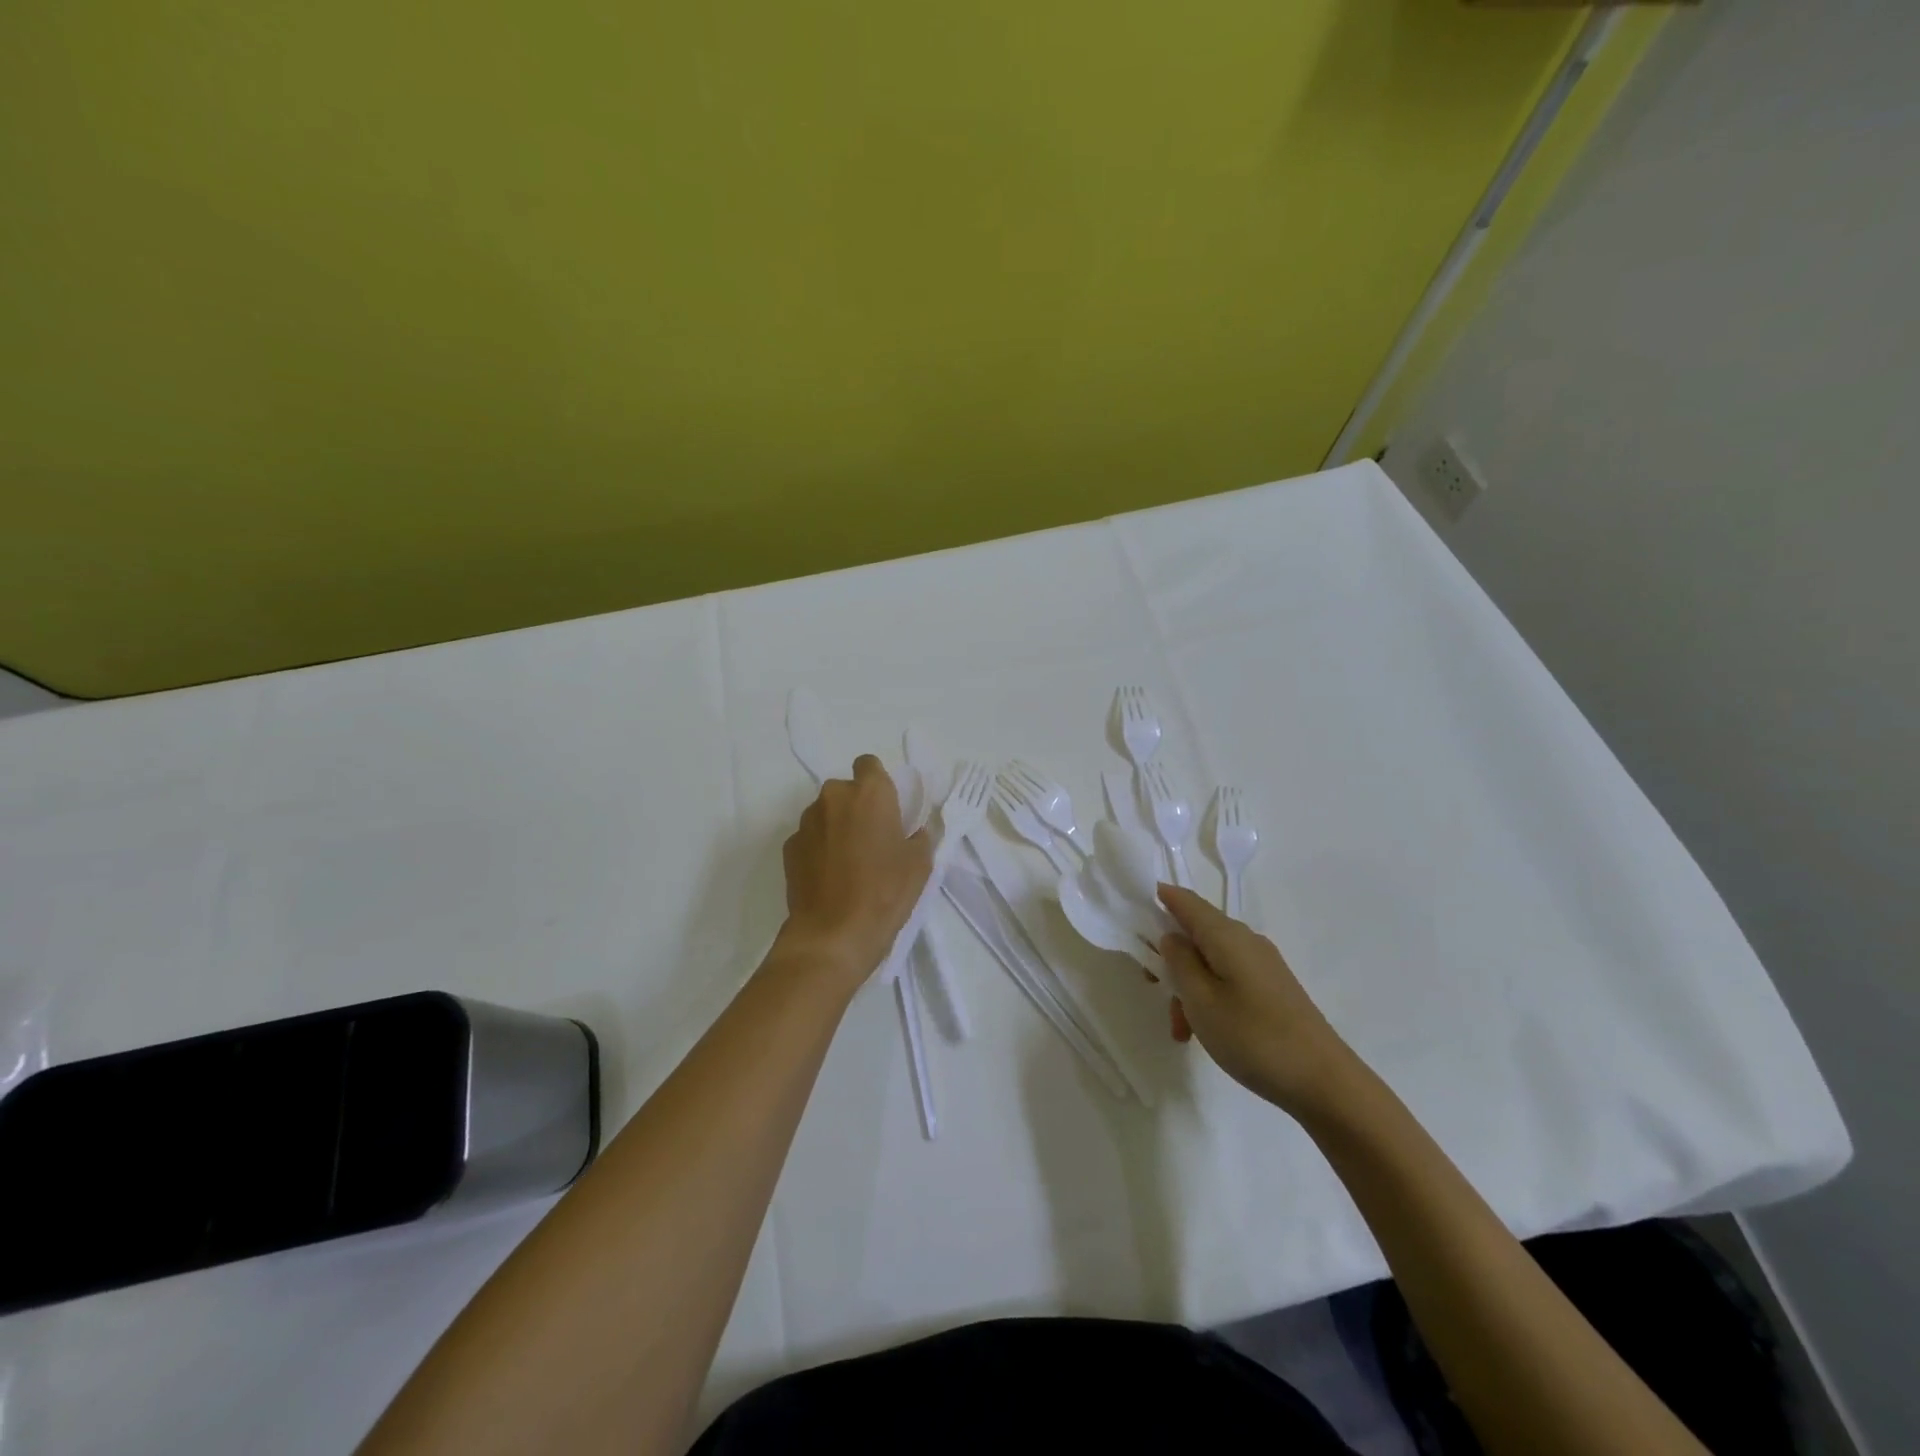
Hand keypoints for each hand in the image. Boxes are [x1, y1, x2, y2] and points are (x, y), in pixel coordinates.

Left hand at [777, 755, 931, 991]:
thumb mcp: (919, 863)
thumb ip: (918, 835)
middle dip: (857, 807)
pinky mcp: (789, 847)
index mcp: (869, 793)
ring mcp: (806, 822)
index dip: (877, 782)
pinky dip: (819, 848)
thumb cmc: (885, 892)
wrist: (832, 934)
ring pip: (825, 813)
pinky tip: (830, 877)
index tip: (887, 808)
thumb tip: (913, 831)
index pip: (869, 764)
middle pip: (846, 790)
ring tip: (849, 862)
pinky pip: (810, 837)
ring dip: (837, 827)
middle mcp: (833, 797)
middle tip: (872, 839)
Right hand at [1157, 884, 1360, 1119]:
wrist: (1324, 1082)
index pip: (1186, 900)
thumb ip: (1179, 961)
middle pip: (1196, 934)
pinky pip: (1228, 979)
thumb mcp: (1200, 1000)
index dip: (1159, 898)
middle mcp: (1245, 940)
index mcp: (1226, 935)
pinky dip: (1209, 998)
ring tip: (1181, 1030)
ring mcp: (1262, 965)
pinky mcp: (1272, 988)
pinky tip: (1205, 1032)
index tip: (1133, 911)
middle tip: (1152, 988)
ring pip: (1210, 962)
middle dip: (1170, 958)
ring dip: (1188, 987)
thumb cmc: (1253, 1037)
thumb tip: (1171, 936)